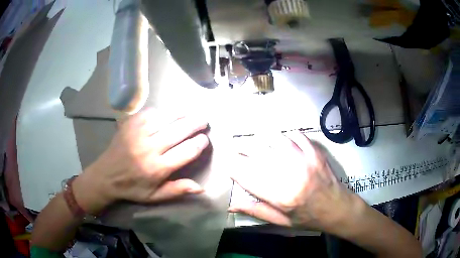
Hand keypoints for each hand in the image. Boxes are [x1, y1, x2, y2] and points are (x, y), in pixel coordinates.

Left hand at [73, 108, 209, 213]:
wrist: (105, 176)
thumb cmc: (132, 188)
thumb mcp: (154, 196)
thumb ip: (177, 190)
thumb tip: (201, 187)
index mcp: (157, 168)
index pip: (186, 151)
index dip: (199, 143)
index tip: (205, 139)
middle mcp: (149, 148)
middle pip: (179, 130)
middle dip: (195, 123)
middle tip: (204, 120)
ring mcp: (138, 133)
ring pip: (166, 118)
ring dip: (181, 114)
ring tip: (190, 113)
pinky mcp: (130, 124)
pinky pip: (150, 113)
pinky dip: (161, 112)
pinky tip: (166, 114)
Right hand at [229, 131, 360, 231]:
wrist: (338, 209)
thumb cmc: (308, 219)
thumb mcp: (281, 221)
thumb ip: (256, 211)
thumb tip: (231, 205)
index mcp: (280, 196)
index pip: (248, 177)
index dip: (233, 168)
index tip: (226, 164)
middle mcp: (290, 176)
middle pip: (259, 155)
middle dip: (242, 149)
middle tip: (236, 147)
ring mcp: (305, 161)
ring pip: (276, 140)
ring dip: (262, 139)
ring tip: (256, 141)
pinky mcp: (316, 153)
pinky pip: (298, 136)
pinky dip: (287, 134)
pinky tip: (283, 138)